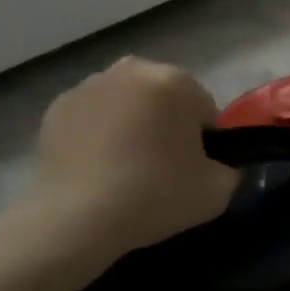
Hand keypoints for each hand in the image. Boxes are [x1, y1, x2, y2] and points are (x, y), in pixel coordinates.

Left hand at [25, 56, 238, 266]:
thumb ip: (230, 169)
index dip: (201, 142)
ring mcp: (92, 84)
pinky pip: (92, 114)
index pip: (203, 109)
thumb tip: (221, 165)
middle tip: (157, 168)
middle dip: (165, 124)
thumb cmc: (152, 197)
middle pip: (164, 97)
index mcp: (176, 80)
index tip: (189, 170)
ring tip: (122, 168)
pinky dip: (97, 131)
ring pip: (127, 101)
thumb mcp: (217, 192)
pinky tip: (94, 165)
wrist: (74, 220)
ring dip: (131, 123)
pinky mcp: (59, 105)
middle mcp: (134, 70)